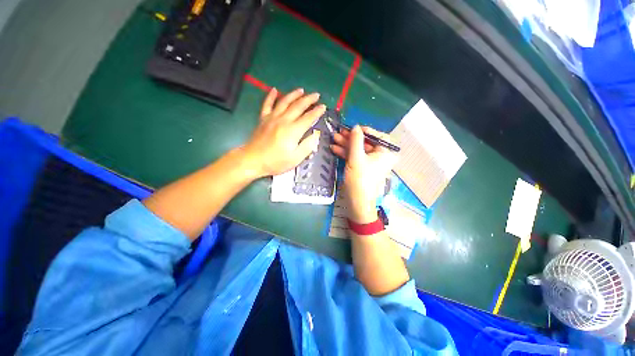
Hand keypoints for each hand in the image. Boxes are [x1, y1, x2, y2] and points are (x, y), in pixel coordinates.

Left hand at [242, 88, 325, 177]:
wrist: (253, 160)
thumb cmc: (276, 162)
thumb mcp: (295, 159)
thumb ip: (307, 146)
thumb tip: (315, 135)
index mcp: (293, 131)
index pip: (308, 118)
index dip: (317, 112)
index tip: (323, 107)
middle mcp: (284, 120)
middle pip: (298, 106)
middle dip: (309, 99)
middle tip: (316, 95)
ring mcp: (272, 118)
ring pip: (284, 102)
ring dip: (294, 94)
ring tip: (301, 90)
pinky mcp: (263, 119)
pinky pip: (267, 104)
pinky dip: (271, 96)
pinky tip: (274, 90)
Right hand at [331, 126, 397, 223]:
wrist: (357, 202)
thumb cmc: (360, 179)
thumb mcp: (356, 157)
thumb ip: (356, 140)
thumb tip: (355, 127)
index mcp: (386, 153)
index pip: (377, 136)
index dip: (364, 131)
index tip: (352, 128)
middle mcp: (381, 156)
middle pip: (366, 143)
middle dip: (351, 138)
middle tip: (338, 133)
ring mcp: (371, 163)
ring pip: (359, 150)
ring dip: (346, 145)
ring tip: (333, 139)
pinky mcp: (363, 168)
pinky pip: (356, 157)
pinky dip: (346, 153)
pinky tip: (335, 149)